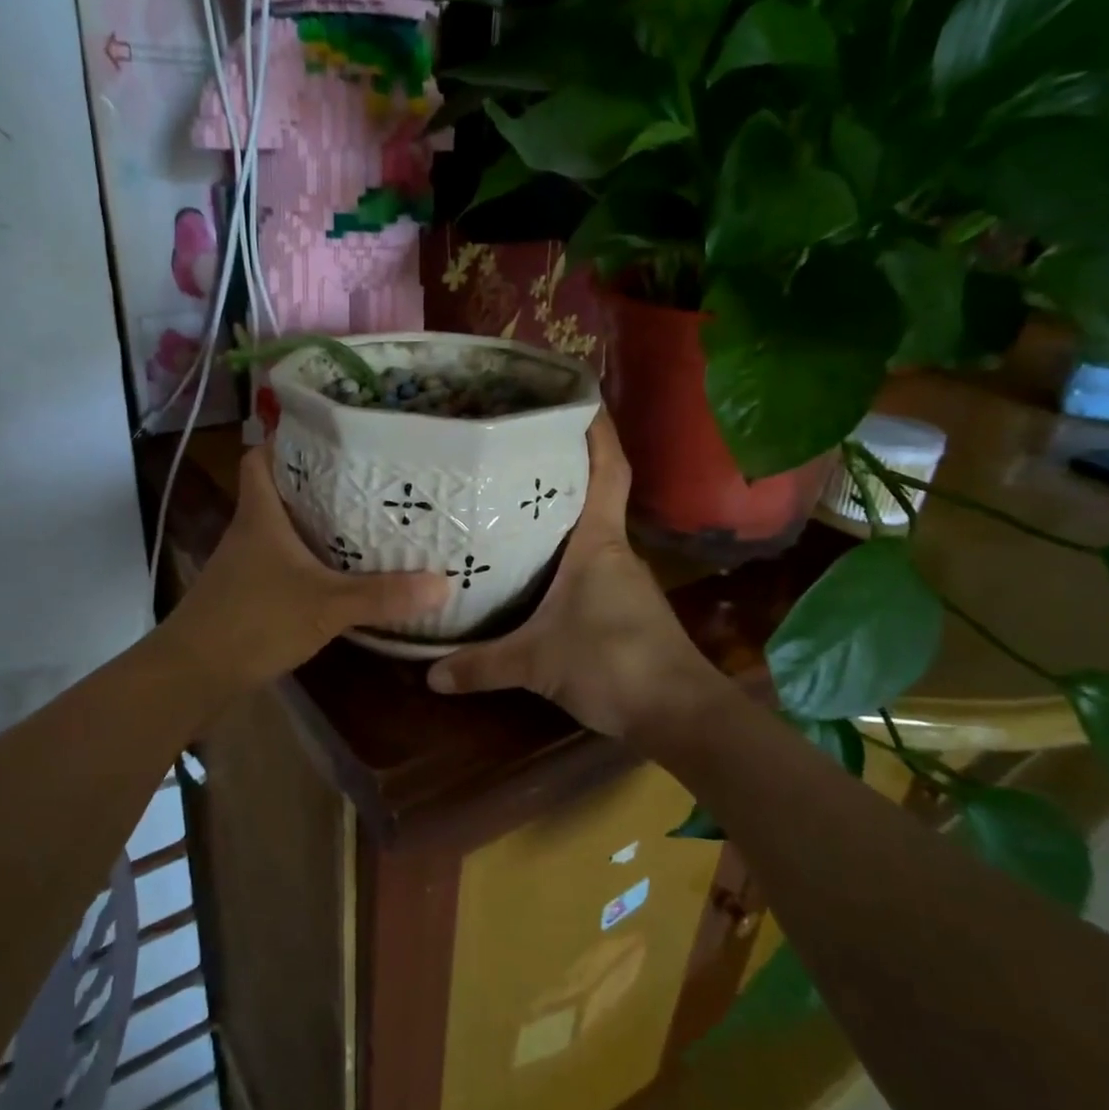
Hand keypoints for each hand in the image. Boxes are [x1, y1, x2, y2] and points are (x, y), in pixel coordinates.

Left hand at [162, 444, 449, 693]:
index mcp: (260, 515)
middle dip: (318, 483)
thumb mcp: (326, 605)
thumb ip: (383, 596)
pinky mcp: (248, 595)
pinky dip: (309, 562)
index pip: (262, 458)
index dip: (288, 442)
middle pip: (280, 491)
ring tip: (364, 521)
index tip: (330, 438)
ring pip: (283, 530)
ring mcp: (245, 565)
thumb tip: (443, 583)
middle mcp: (249, 532)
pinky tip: (340, 575)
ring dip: (316, 525)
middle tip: (367, 480)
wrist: (193, 676)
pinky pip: (284, 564)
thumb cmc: (253, 622)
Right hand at [427, 412, 724, 736]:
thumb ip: (482, 664)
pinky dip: (564, 552)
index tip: (577, 396)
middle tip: (515, 446)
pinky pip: (589, 562)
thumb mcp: (536, 663)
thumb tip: (430, 674)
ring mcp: (622, 577)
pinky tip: (534, 565)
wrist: (678, 713)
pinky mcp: (623, 605)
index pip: (607, 469)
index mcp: (598, 542)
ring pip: (589, 529)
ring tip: (512, 499)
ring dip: (561, 511)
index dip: (597, 429)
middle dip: (563, 464)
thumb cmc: (612, 664)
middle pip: (593, 492)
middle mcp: (614, 549)